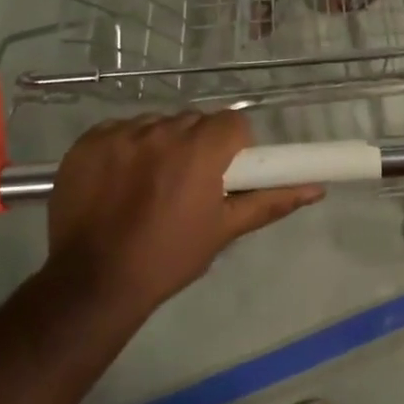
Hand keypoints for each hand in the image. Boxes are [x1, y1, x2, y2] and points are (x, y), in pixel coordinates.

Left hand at [44, 111, 321, 316]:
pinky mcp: (87, 142)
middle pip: (193, 121)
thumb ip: (271, 201)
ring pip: (156, 124)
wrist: (94, 281)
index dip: (234, 145)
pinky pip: (120, 131)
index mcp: (198, 151)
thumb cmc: (169, 257)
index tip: (225, 172)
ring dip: (162, 144)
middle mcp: (160, 132)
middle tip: (190, 183)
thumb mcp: (224, 230)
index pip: (232, 123)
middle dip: (198, 144)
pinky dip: (126, 148)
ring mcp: (119, 135)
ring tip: (151, 184)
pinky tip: (120, 181)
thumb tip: (316, 188)